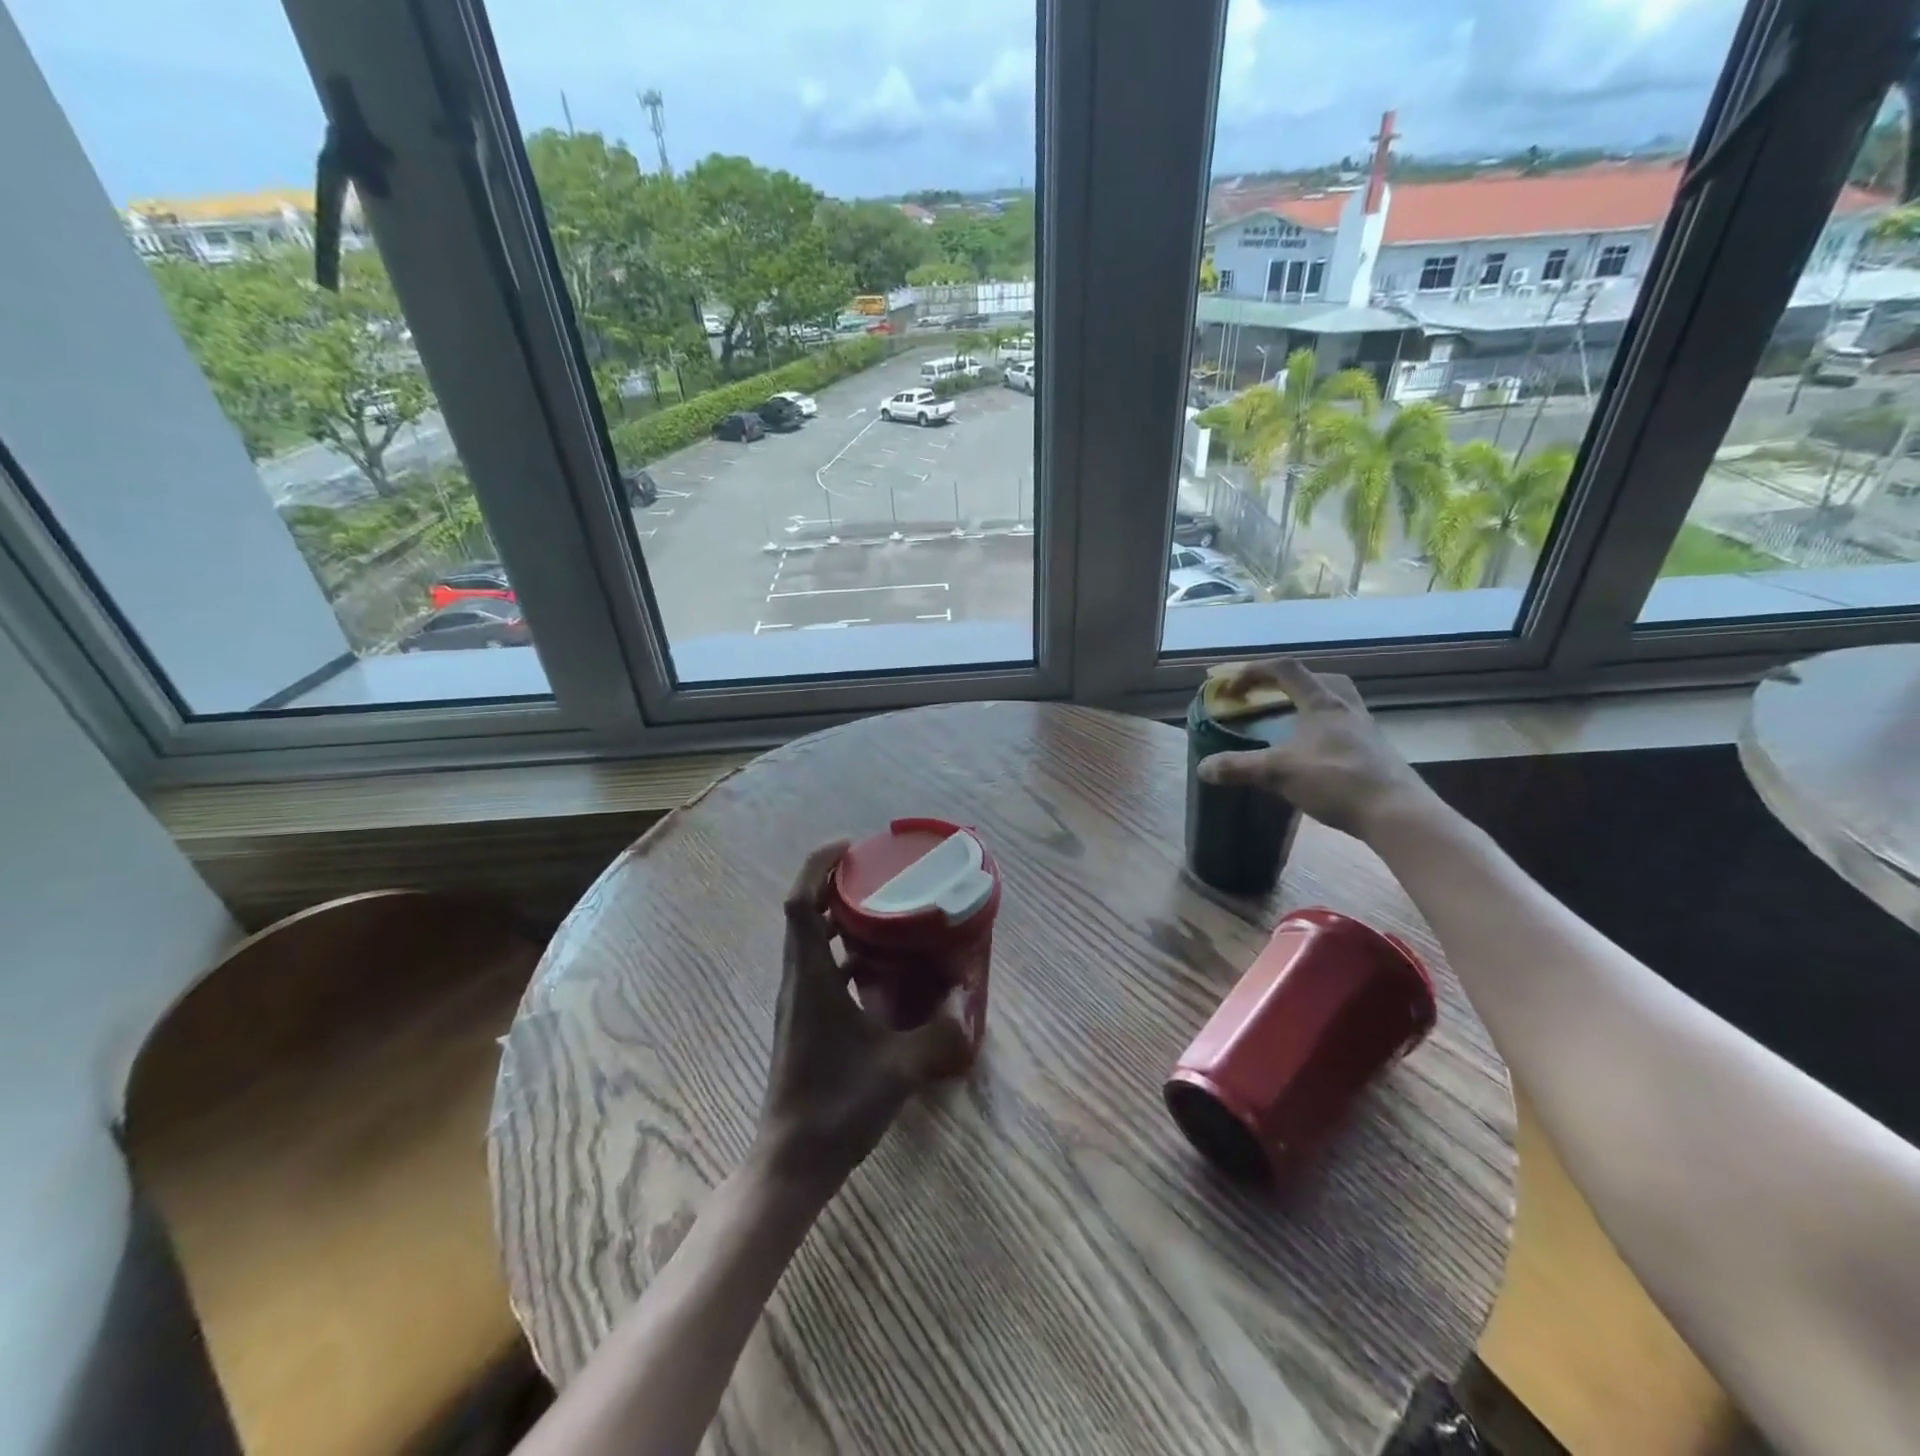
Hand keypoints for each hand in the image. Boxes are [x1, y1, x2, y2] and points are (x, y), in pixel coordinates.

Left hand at [755, 842, 968, 1194]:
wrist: (791, 1162)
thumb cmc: (837, 1107)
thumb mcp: (899, 1068)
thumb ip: (939, 1032)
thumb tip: (967, 999)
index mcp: (812, 978)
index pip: (800, 904)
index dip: (818, 867)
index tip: (849, 847)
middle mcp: (797, 980)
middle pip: (803, 913)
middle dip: (833, 884)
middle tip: (875, 872)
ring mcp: (796, 1000)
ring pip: (810, 940)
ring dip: (837, 916)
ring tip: (881, 907)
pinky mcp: (802, 1019)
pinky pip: (819, 966)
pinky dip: (842, 950)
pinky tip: (877, 965)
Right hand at [1197, 659, 1434, 839]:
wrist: (1397, 814)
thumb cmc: (1337, 781)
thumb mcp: (1279, 773)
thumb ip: (1239, 767)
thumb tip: (1203, 767)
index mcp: (1323, 703)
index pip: (1286, 670)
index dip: (1254, 671)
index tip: (1231, 687)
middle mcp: (1347, 709)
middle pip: (1319, 681)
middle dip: (1289, 684)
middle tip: (1269, 699)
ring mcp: (1365, 732)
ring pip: (1335, 705)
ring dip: (1309, 709)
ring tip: (1289, 727)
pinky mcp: (1374, 755)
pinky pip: (1343, 731)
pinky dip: (1322, 735)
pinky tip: (1311, 757)